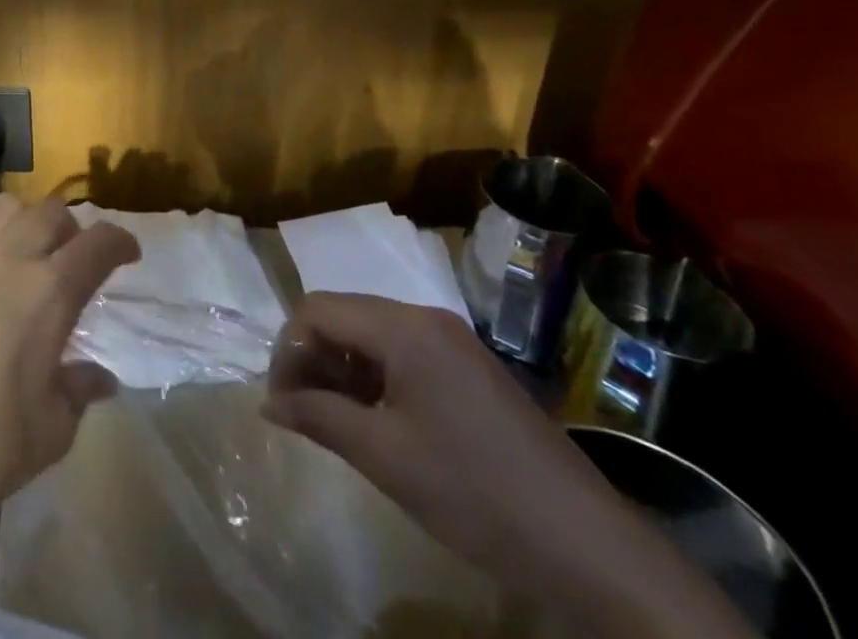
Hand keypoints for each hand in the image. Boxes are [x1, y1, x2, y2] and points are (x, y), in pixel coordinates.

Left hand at [0, 190, 141, 545]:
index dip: (120, 242)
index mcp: (48, 295)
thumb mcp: (47, 436)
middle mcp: (6, 259)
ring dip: (21, 216)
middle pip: (50, 213)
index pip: (99, 245)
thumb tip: (101, 377)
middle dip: (70, 228)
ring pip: (0, 205)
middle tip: (69, 256)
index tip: (126, 253)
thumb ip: (78, 394)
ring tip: (20, 240)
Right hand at [263, 293, 615, 576]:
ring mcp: (453, 341)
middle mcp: (426, 318)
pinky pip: (405, 353)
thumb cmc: (474, 492)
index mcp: (403, 326)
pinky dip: (378, 378)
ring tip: (337, 421)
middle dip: (314, 358)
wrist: (590, 548)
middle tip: (303, 412)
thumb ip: (318, 417)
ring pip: (373, 335)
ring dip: (344, 369)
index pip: (317, 309)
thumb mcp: (384, 457)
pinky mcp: (471, 368)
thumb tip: (267, 402)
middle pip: (344, 316)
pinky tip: (380, 422)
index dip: (288, 350)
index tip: (281, 400)